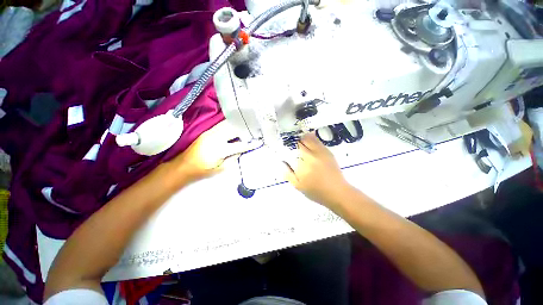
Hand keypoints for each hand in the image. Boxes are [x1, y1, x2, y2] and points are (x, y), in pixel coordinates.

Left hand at [170, 121, 259, 184]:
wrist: (183, 166)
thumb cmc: (203, 170)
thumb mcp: (220, 169)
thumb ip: (233, 158)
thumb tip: (241, 150)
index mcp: (220, 149)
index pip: (240, 145)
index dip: (250, 144)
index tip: (259, 142)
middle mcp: (216, 137)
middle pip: (234, 130)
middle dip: (245, 131)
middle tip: (253, 134)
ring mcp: (210, 132)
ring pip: (228, 125)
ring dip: (238, 127)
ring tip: (245, 130)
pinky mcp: (207, 131)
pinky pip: (222, 125)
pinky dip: (230, 126)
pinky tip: (234, 129)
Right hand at [285, 133, 353, 207]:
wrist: (337, 192)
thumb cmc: (316, 191)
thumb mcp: (298, 186)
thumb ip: (288, 174)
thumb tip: (282, 162)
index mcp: (304, 163)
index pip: (294, 148)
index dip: (289, 145)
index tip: (286, 148)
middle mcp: (313, 155)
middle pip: (302, 140)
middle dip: (296, 141)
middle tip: (293, 145)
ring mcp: (322, 152)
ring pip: (310, 138)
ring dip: (304, 138)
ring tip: (301, 143)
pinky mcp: (328, 152)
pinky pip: (318, 141)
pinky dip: (312, 140)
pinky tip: (309, 145)